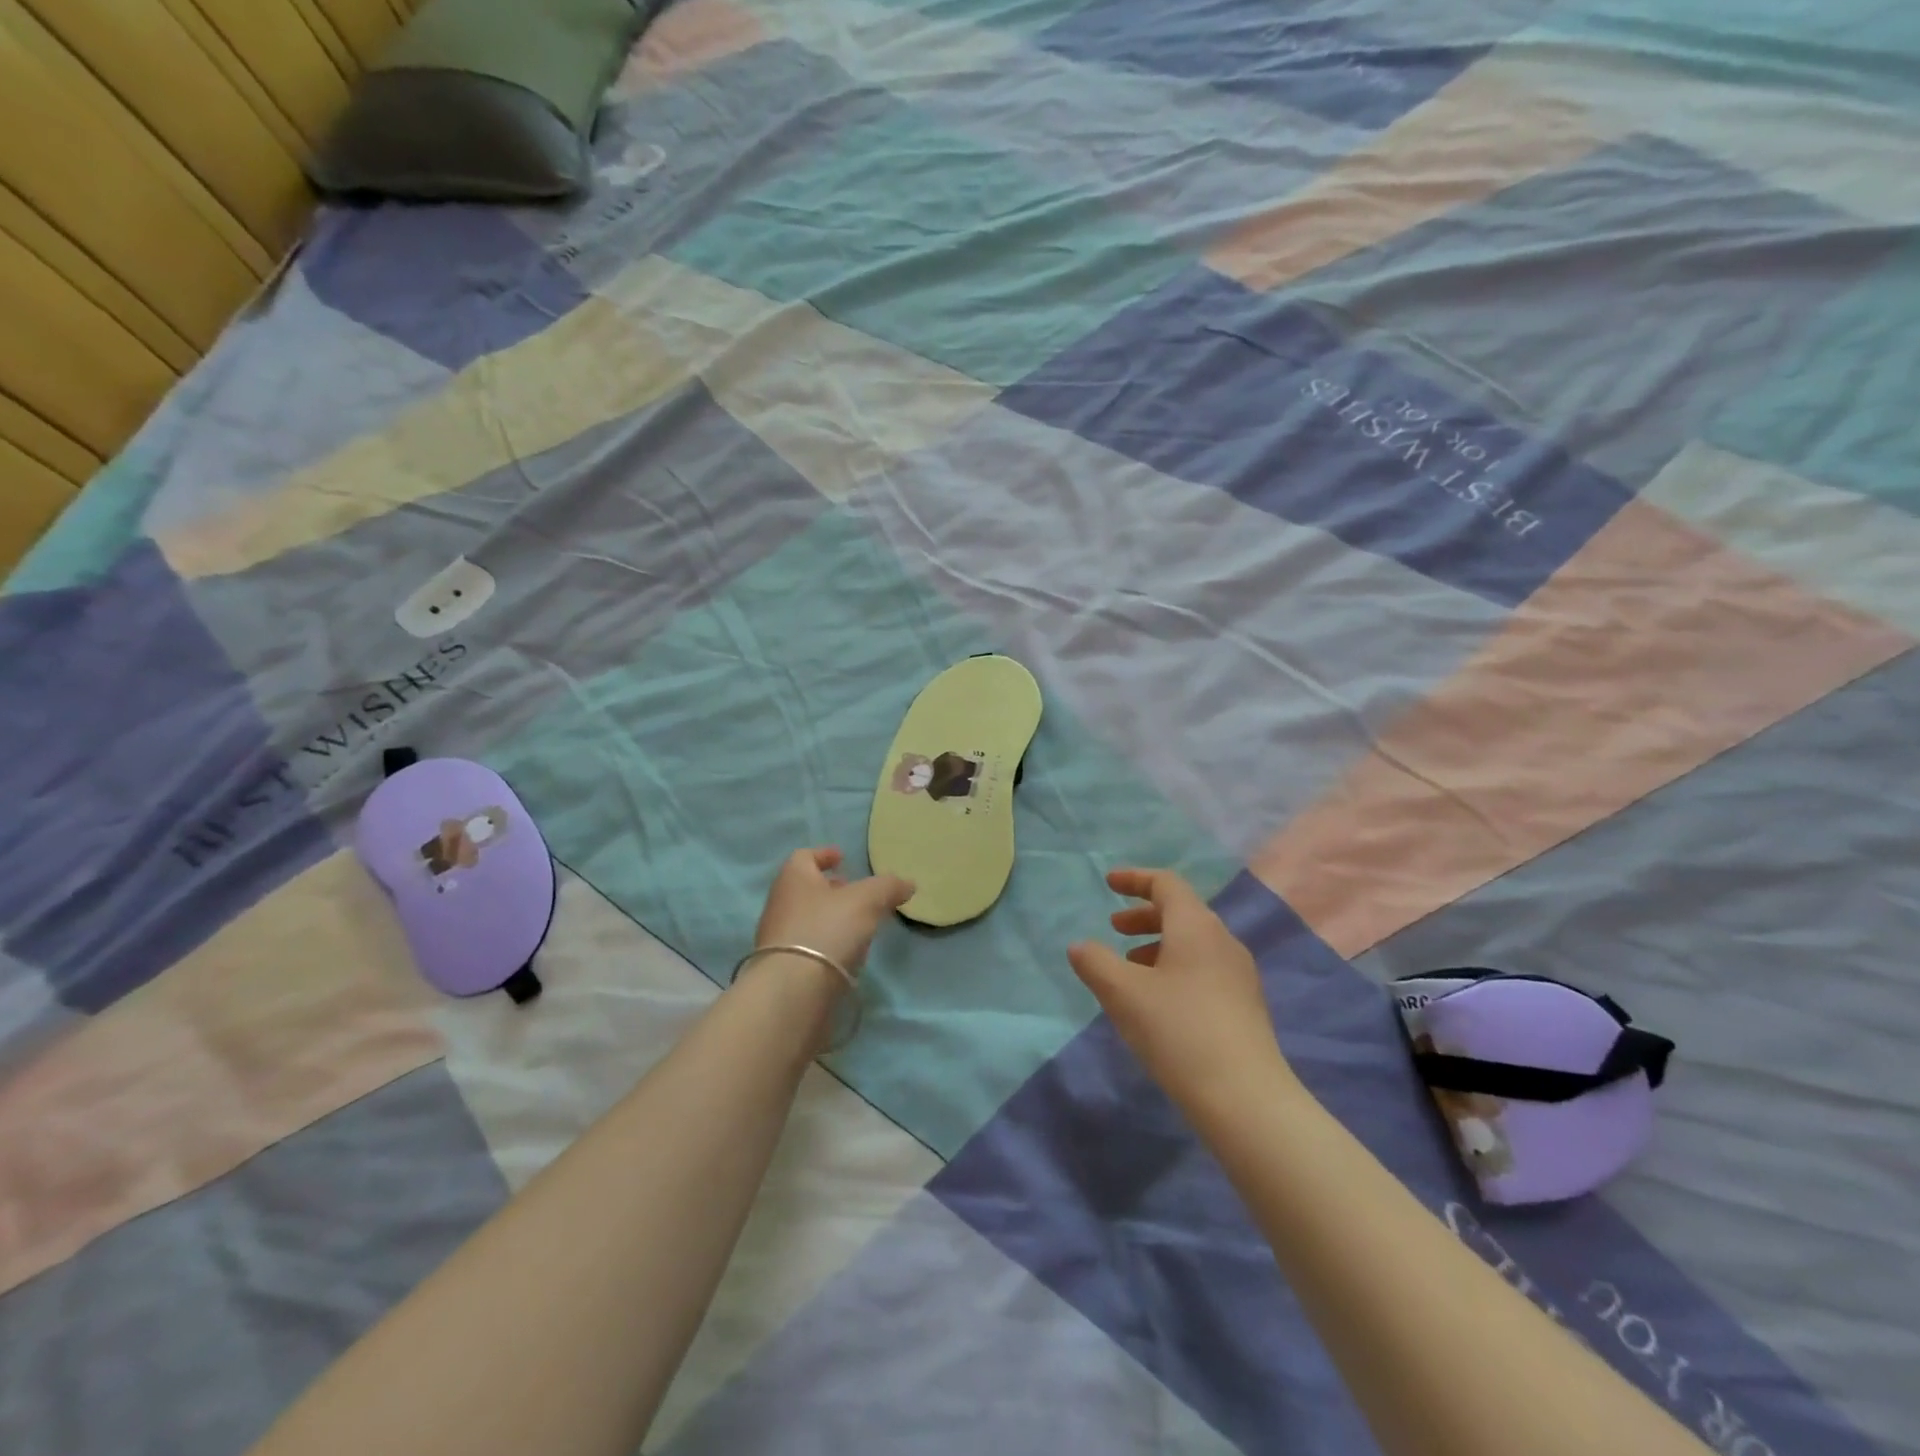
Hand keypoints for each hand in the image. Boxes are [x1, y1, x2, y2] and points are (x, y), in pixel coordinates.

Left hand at [755, 847, 913, 975]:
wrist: (793, 989)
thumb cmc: (827, 928)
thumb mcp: (867, 900)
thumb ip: (888, 887)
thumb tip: (908, 883)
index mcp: (794, 878)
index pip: (805, 856)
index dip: (825, 855)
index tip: (842, 858)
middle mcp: (780, 903)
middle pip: (806, 888)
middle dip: (831, 889)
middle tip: (855, 894)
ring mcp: (778, 937)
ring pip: (807, 918)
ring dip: (830, 918)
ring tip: (858, 926)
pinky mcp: (783, 967)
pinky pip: (807, 946)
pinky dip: (826, 944)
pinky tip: (847, 954)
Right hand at [1068, 868, 1292, 1114]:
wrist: (1245, 1098)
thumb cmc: (1178, 1031)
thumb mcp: (1123, 994)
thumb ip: (1095, 962)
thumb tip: (1080, 946)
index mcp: (1196, 926)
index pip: (1166, 884)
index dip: (1134, 879)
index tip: (1108, 884)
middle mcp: (1223, 941)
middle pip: (1181, 911)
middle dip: (1143, 916)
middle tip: (1114, 930)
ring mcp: (1239, 974)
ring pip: (1193, 943)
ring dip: (1158, 945)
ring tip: (1130, 970)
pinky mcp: (1245, 1005)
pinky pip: (1204, 968)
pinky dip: (1175, 968)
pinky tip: (1158, 1002)